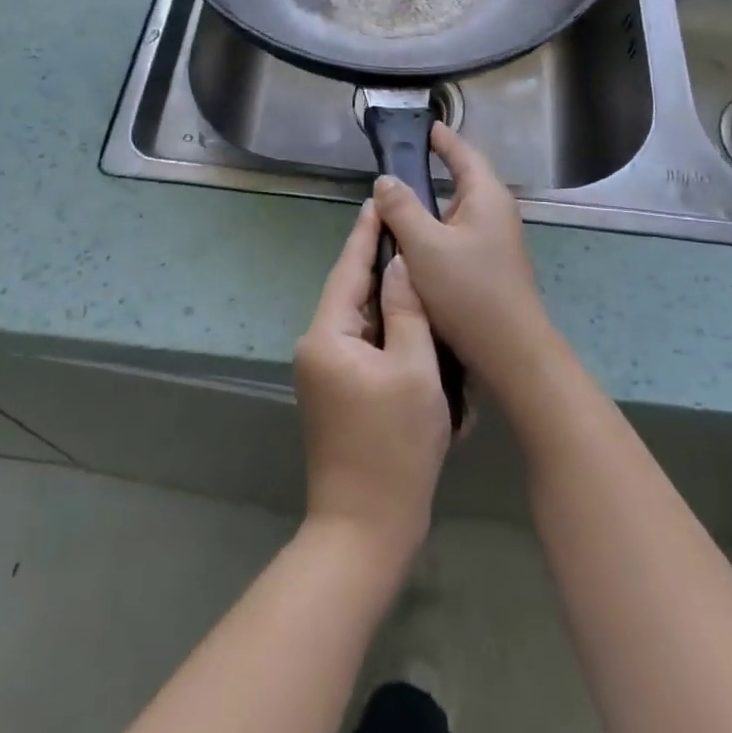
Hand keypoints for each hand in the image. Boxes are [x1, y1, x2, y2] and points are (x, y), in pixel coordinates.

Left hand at [293, 197, 451, 568]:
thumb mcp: (413, 370)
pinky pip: (361, 345)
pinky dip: (385, 330)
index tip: (378, 201)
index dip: (365, 235)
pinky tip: (411, 316)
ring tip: (416, 265)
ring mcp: (323, 372)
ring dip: (386, 299)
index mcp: (327, 336)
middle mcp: (316, 347)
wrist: (365, 531)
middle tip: (410, 229)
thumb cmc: (394, 447)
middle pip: (351, 293)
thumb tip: (400, 263)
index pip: (348, 270)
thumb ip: (406, 310)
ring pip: (358, 319)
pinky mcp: (335, 392)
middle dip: (379, 264)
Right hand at [372, 124, 556, 405]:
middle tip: (402, 161)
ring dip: (435, 201)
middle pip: (464, 178)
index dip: (443, 139)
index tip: (423, 126)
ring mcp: (498, 239)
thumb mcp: (424, 246)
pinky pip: (461, 231)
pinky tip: (418, 239)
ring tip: (402, 198)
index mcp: (486, 196)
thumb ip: (401, 209)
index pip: (463, 153)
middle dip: (437, 167)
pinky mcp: (492, 263)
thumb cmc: (468, 292)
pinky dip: (439, 225)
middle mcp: (496, 211)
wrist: (512, 352)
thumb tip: (384, 180)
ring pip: (460, 208)